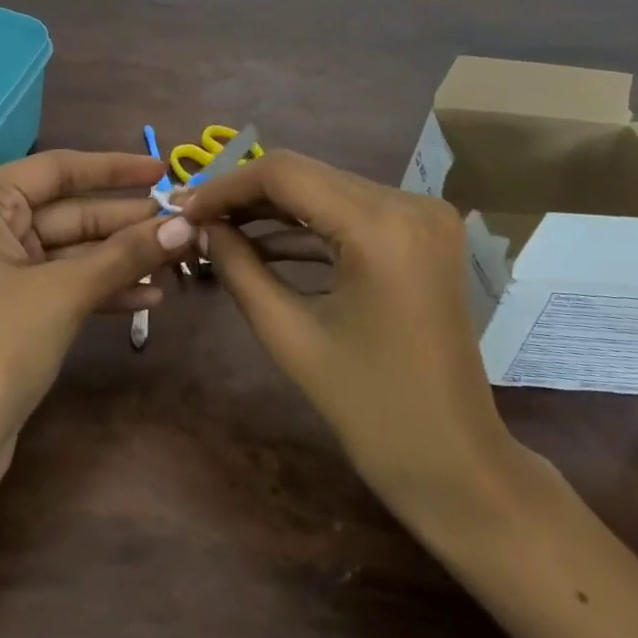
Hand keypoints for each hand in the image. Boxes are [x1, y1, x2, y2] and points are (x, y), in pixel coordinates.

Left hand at [0, 150, 197, 470]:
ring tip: (179, 259)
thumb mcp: (64, 293)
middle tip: (184, 223)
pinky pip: (64, 283)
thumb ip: (125, 254)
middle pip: (68, 211)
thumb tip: (186, 224)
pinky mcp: (11, 307)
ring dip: (122, 259)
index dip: (114, 169)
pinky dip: (102, 289)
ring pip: (71, 250)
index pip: (57, 169)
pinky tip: (150, 297)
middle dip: (126, 222)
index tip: (162, 169)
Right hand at [179, 152, 528, 524]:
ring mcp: (423, 216)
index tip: (184, 209)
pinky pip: (353, 215)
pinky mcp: (422, 234)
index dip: (226, 186)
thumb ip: (238, 268)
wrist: (454, 463)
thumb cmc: (370, 409)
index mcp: (382, 226)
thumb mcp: (290, 334)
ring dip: (274, 210)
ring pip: (327, 191)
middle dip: (246, 196)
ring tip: (219, 231)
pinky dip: (309, 227)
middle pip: (308, 176)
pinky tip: (263, 244)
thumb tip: (198, 227)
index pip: (286, 173)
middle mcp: (410, 203)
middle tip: (195, 219)